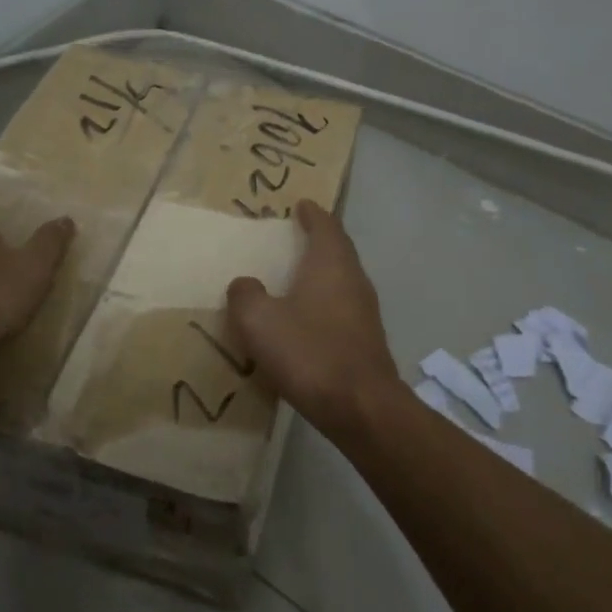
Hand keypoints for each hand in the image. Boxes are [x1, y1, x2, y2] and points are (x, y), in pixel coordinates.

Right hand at [225, 199, 400, 440]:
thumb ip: (246, 295)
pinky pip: (342, 307)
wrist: (361, 407)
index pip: (326, 225)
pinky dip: (325, 302)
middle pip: (338, 249)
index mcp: (331, 263)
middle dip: (319, 239)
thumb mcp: (259, 321)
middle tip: (295, 235)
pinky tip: (307, 319)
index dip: (313, 213)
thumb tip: (245, 284)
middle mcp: (354, 279)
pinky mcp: (367, 340)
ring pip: (342, 279)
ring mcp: (365, 311)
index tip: (302, 204)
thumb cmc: (309, 352)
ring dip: (322, 272)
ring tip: (296, 276)